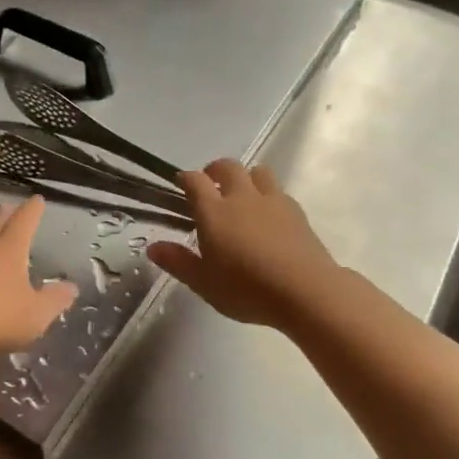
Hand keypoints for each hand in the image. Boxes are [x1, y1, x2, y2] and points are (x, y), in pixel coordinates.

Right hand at [148, 159, 339, 330]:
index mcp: (214, 211)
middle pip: (228, 167)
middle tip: (210, 184)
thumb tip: (153, 247)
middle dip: (215, 170)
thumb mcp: (204, 282)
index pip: (195, 181)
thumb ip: (178, 262)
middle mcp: (242, 197)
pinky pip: (279, 191)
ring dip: (246, 177)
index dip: (186, 178)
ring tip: (242, 194)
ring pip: (258, 172)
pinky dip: (268, 195)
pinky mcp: (297, 212)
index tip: (181, 184)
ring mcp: (273, 201)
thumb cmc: (246, 289)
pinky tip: (268, 216)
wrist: (305, 291)